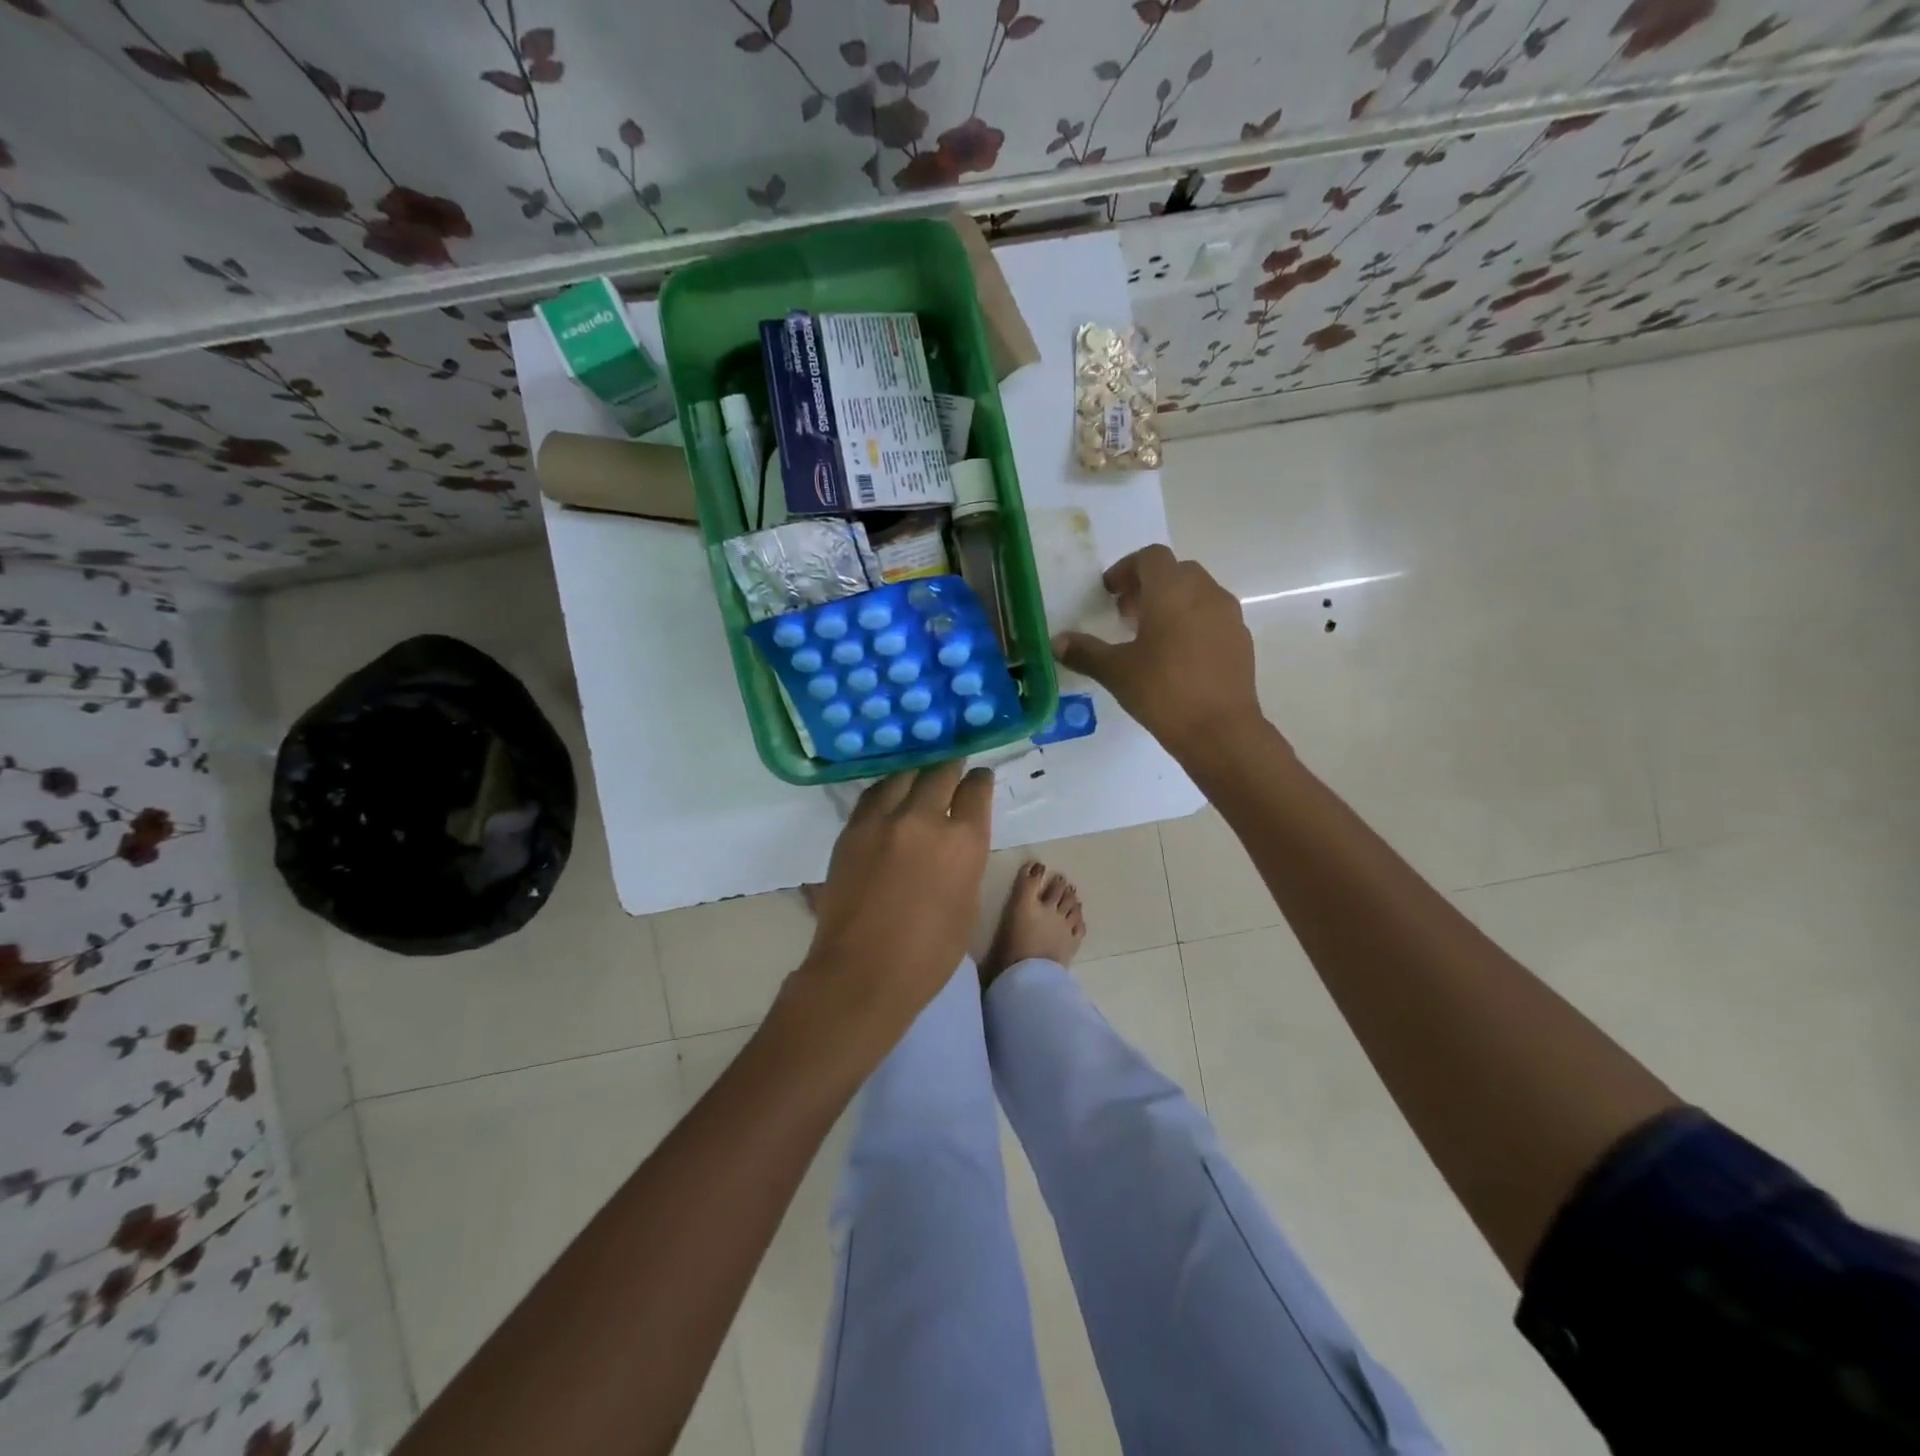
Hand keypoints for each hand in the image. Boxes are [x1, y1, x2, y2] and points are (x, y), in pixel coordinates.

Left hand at [790, 762, 994, 1045]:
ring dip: (917, 773)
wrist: (862, 972)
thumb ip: (964, 862)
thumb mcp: (967, 904)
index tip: (979, 778)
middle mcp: (924, 819)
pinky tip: (890, 794)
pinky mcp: (852, 829)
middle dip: (951, 767)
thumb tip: (955, 841)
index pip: (976, 790)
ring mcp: (883, 820)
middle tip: (953, 766)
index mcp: (963, 842)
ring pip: (903, 776)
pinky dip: (887, 790)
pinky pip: (873, 795)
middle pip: (940, 772)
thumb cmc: (929, 954)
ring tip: (920, 775)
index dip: (980, 780)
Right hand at [1053, 544, 1264, 763]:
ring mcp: (1228, 616)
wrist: (1220, 730)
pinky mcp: (1241, 640)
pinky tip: (1178, 657)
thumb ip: (1085, 652)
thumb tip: (1057, 642)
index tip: (1110, 593)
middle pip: (1176, 572)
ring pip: (1198, 593)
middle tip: (1127, 615)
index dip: (1127, 569)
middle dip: (1149, 586)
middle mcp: (1205, 592)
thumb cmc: (1163, 692)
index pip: (1151, 557)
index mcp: (1172, 591)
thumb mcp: (1116, 672)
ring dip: (1173, 603)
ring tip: (1151, 637)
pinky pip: (1213, 617)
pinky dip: (1193, 623)